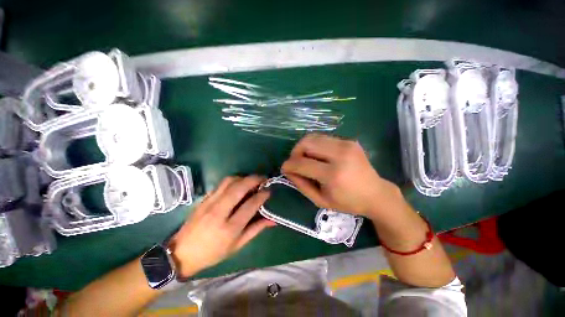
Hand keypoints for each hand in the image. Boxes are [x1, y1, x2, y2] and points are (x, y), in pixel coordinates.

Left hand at [168, 176, 275, 277]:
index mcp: (229, 228)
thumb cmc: (213, 253)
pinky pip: (221, 184)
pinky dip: (233, 180)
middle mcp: (219, 212)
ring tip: (252, 181)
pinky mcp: (204, 199)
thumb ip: (256, 229)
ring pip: (229, 181)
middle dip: (254, 179)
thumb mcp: (237, 245)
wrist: (182, 253)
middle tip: (264, 179)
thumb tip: (273, 220)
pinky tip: (238, 184)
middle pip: (239, 188)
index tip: (269, 191)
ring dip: (244, 177)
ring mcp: (209, 203)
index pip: (250, 205)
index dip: (262, 195)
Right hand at [281, 134, 401, 217]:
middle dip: (295, 152)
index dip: (289, 165)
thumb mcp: (320, 200)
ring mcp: (346, 144)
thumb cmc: (347, 202)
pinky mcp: (349, 140)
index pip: (302, 163)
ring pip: (313, 137)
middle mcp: (340, 154)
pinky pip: (323, 138)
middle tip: (294, 162)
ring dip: (304, 147)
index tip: (284, 168)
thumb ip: (301, 185)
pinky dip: (315, 145)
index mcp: (333, 174)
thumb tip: (288, 171)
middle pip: (306, 143)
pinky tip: (317, 155)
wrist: (375, 193)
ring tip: (304, 158)